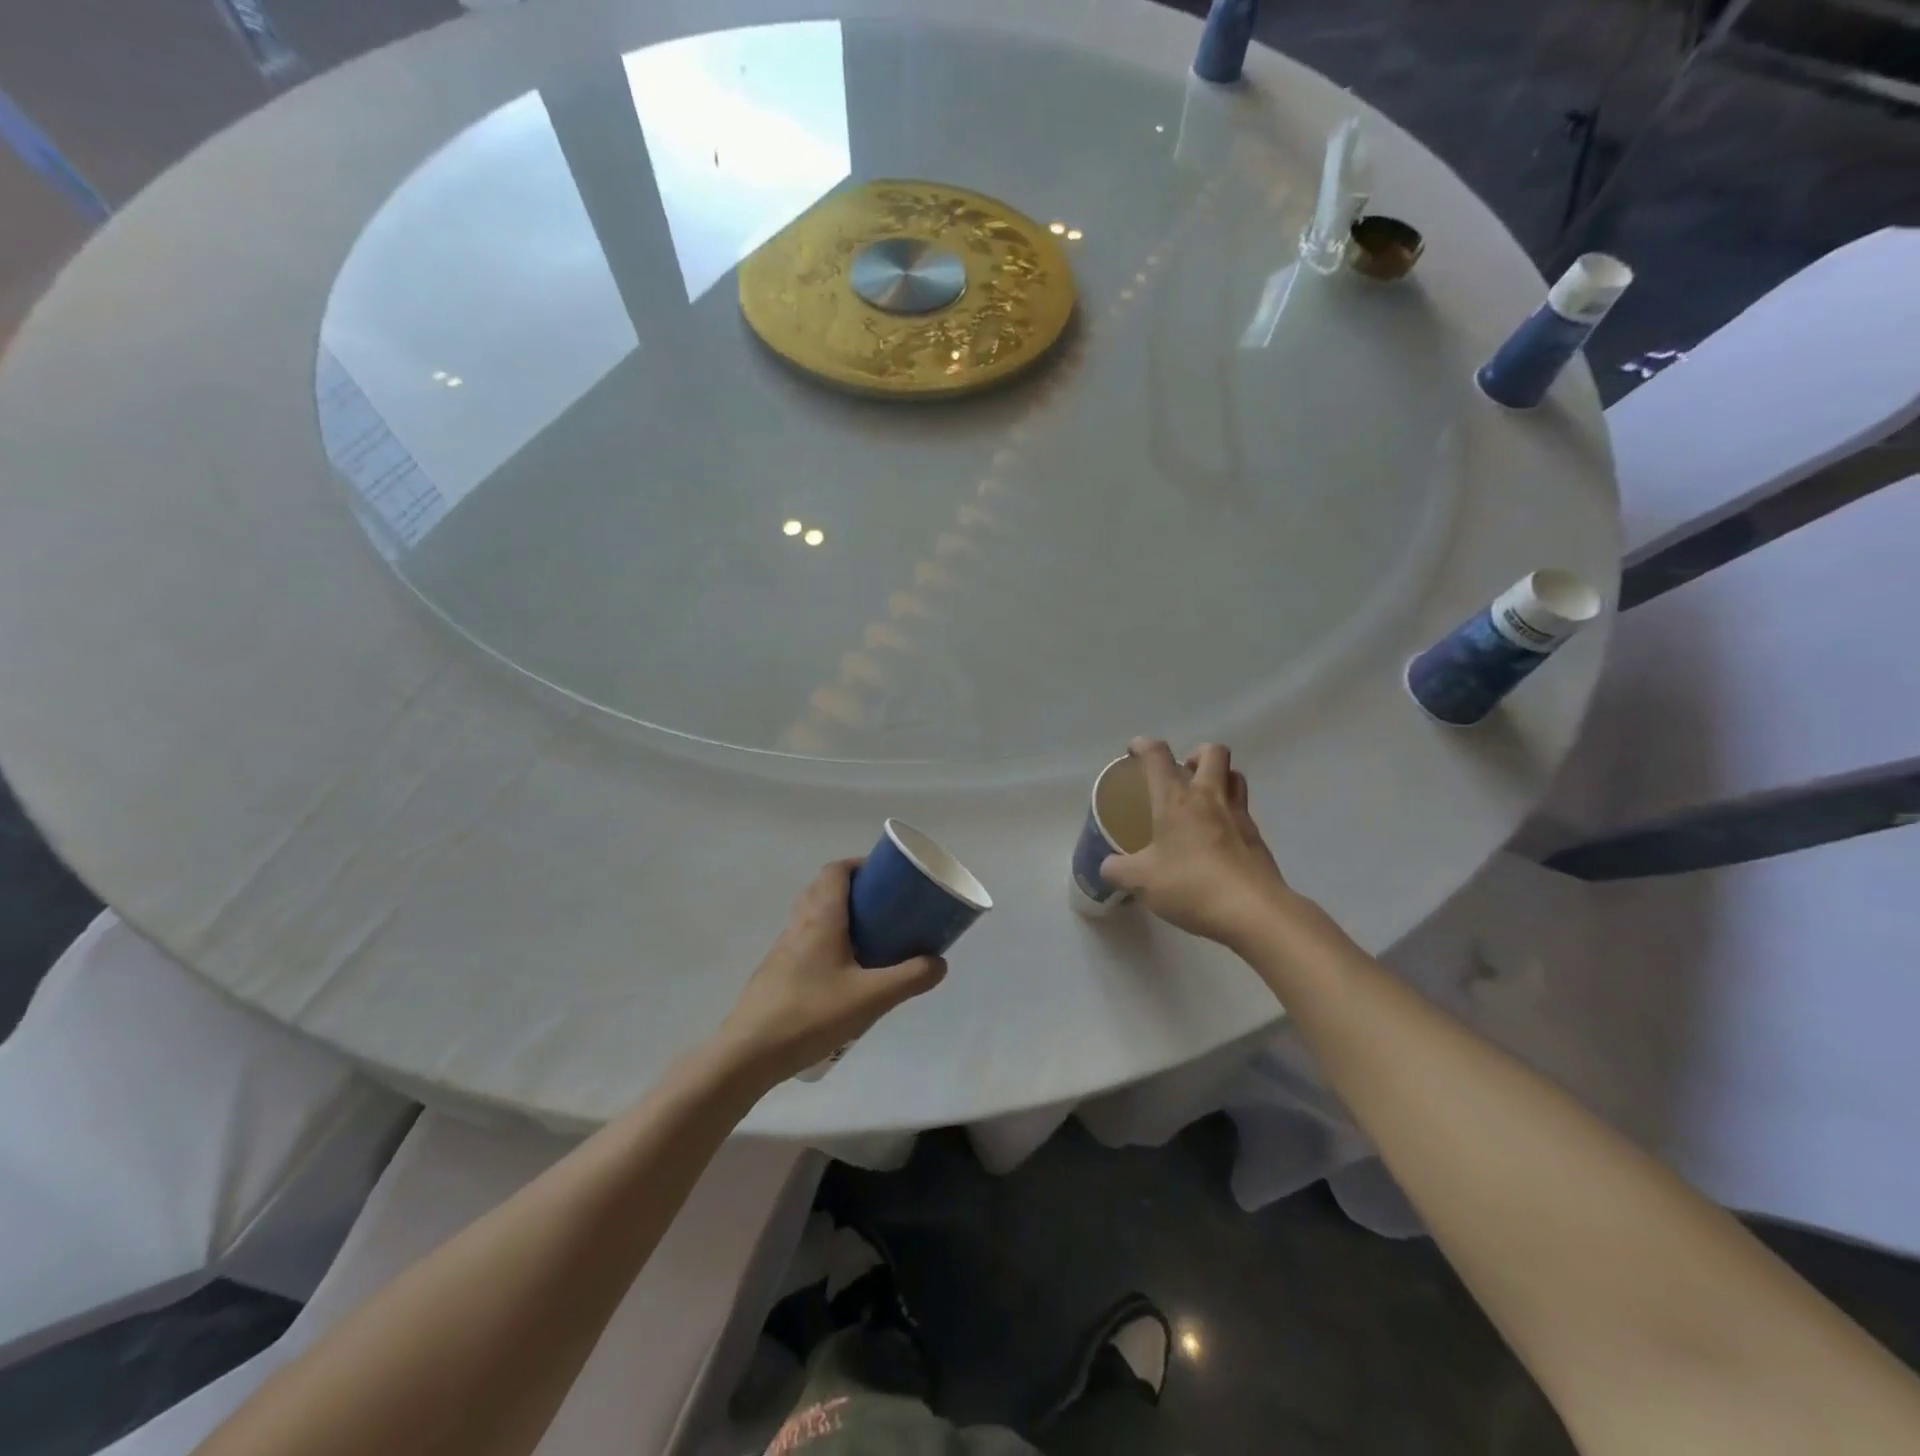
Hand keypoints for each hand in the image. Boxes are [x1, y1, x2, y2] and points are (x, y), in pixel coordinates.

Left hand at [715, 860, 945, 1086]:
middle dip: (853, 889)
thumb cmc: (810, 1014)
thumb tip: (939, 963)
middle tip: (883, 907)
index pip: (835, 871)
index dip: (859, 864)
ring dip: (839, 916)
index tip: (885, 876)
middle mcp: (799, 925)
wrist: (748, 1054)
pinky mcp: (776, 973)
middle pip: (823, 889)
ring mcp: (783, 949)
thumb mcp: (870, 998)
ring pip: (812, 916)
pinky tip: (843, 974)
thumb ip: (909, 978)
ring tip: (869, 939)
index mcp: (820, 918)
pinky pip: (805, 941)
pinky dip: (826, 941)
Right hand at [1101, 739, 1299, 948]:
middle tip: (1181, 773)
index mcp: (1176, 799)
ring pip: (1235, 776)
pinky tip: (1216, 839)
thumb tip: (1109, 866)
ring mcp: (1239, 816)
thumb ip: (1117, 869)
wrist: (1253, 911)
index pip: (1158, 756)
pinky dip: (1229, 814)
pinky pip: (1243, 811)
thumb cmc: (1191, 885)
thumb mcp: (1140, 881)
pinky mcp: (1257, 839)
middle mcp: (1210, 797)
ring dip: (1219, 778)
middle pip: (1212, 752)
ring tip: (1202, 800)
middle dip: (1195, 753)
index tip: (1134, 750)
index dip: (1143, 746)